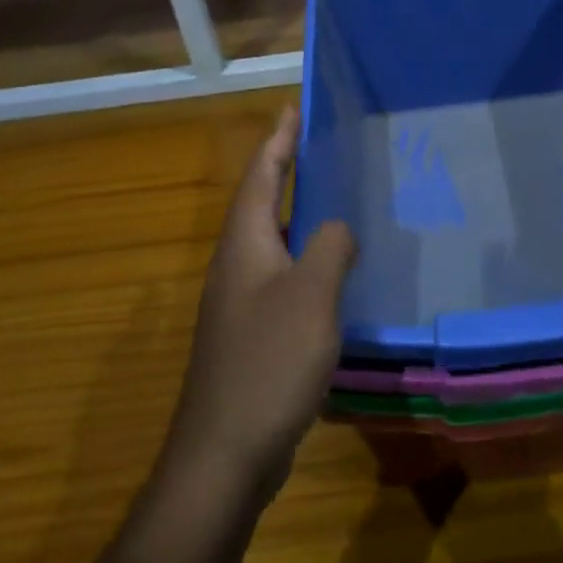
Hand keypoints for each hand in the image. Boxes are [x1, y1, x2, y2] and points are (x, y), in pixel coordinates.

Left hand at [166, 108, 356, 502]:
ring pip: (274, 242)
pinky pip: (283, 279)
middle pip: (263, 204)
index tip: (293, 109)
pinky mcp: (252, 335)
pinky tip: (336, 274)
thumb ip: (330, 248)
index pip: (260, 177)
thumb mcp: (311, 296)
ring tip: (336, 200)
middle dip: (287, 171)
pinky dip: (307, 260)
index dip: (277, 141)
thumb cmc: (268, 364)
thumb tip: (338, 227)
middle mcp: (237, 266)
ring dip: (300, 215)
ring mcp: (241, 304)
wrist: (225, 453)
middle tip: (321, 147)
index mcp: (245, 246)